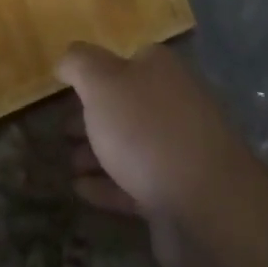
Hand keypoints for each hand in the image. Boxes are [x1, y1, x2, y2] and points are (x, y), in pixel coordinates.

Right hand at [58, 42, 266, 266]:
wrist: (206, 207)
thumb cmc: (147, 130)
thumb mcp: (102, 82)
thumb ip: (79, 64)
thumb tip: (66, 59)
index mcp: (161, 69)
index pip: (126, 60)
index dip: (95, 73)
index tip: (67, 90)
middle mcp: (174, 103)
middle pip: (127, 104)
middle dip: (93, 116)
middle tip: (61, 130)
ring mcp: (179, 151)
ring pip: (129, 145)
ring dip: (97, 153)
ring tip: (66, 163)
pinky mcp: (177, 194)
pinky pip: (134, 184)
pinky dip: (107, 185)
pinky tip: (80, 190)